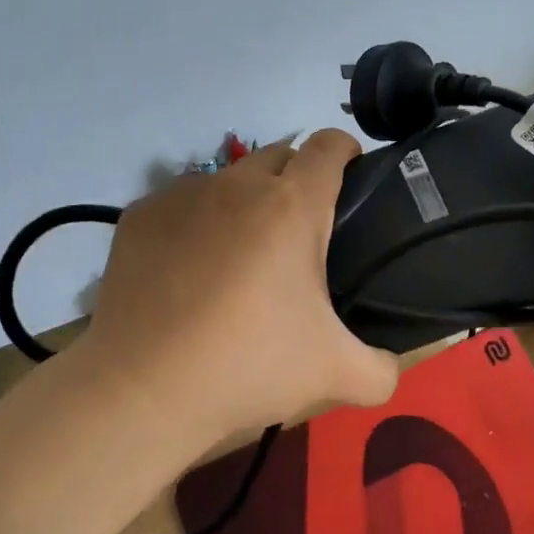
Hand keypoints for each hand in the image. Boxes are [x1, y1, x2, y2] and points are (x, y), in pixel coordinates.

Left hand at [72, 130, 400, 450]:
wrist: (144, 389)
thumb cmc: (248, 366)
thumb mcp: (335, 374)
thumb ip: (382, 368)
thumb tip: (393, 365)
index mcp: (292, 206)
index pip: (328, 145)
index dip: (346, 151)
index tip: (353, 175)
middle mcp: (236, 184)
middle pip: (279, 155)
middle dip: (297, 178)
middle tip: (301, 233)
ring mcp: (181, 195)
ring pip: (227, 179)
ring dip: (245, 201)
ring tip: (241, 255)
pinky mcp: (139, 215)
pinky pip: (181, 203)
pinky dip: (196, 222)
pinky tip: (189, 269)